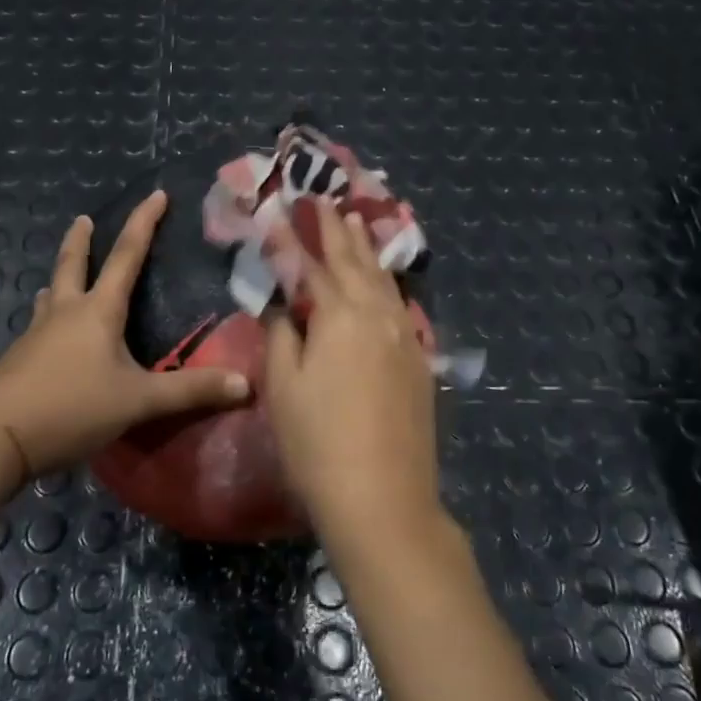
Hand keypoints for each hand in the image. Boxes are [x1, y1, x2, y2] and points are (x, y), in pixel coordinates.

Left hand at [0, 190, 249, 475]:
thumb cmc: (72, 407)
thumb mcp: (139, 401)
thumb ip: (191, 391)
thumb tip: (247, 385)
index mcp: (98, 311)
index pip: (127, 256)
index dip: (144, 223)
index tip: (156, 194)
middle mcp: (65, 312)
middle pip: (72, 264)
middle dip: (81, 240)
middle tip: (82, 219)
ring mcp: (36, 334)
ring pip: (50, 295)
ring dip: (60, 280)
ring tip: (62, 279)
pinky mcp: (19, 359)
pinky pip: (39, 326)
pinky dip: (49, 317)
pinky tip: (49, 335)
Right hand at [264, 199, 439, 535]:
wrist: (383, 498)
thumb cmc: (318, 443)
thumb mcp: (283, 386)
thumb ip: (281, 334)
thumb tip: (284, 305)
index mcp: (341, 315)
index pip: (312, 266)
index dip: (294, 240)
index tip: (280, 213)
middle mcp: (378, 314)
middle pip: (355, 263)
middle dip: (336, 232)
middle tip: (326, 202)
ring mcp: (405, 337)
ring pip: (384, 280)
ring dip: (366, 250)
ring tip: (356, 223)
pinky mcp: (419, 361)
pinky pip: (400, 305)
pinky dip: (387, 283)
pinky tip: (384, 281)